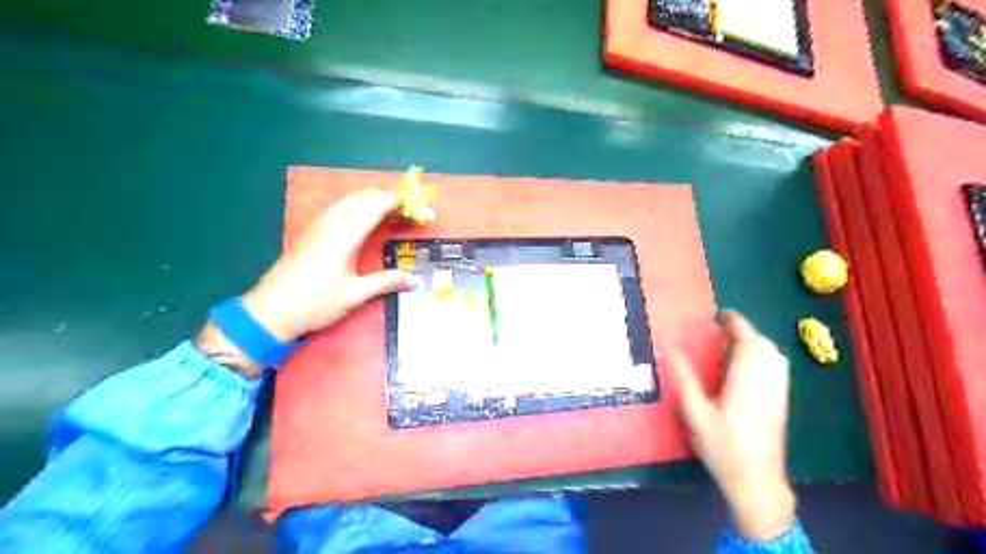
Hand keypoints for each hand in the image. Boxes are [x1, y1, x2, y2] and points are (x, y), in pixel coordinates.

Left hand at [197, 188, 416, 376]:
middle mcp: (331, 222)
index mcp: (344, 234)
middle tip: (411, 215)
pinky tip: (366, 223)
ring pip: (350, 199)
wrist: (270, 311)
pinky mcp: (311, 231)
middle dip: (391, 200)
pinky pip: (340, 208)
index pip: (377, 204)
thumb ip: (386, 282)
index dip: (402, 204)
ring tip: (394, 217)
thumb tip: (414, 280)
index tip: (420, 214)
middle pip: (364, 196)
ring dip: (374, 201)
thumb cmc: (314, 303)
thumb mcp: (354, 294)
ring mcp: (318, 225)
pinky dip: (359, 207)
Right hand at [666, 309, 795, 542]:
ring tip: (732, 344)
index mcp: (747, 381)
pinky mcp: (781, 402)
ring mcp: (778, 393)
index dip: (737, 323)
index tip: (720, 314)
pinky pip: (777, 368)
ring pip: (774, 356)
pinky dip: (763, 356)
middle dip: (744, 331)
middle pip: (764, 345)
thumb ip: (684, 377)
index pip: (748, 341)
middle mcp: (767, 382)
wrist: (757, 481)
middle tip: (721, 330)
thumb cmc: (722, 447)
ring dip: (755, 342)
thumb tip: (668, 348)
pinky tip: (746, 366)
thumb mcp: (696, 412)